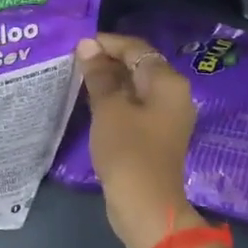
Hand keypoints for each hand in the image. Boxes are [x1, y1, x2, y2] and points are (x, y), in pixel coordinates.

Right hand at [75, 33, 194, 247]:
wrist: (146, 205)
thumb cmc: (128, 151)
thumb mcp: (108, 108)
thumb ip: (99, 74)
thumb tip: (88, 46)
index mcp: (167, 82)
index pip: (136, 48)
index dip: (106, 43)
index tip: (77, 45)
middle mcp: (173, 94)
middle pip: (139, 65)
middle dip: (107, 61)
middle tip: (74, 60)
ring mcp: (167, 116)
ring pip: (136, 87)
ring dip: (109, 81)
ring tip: (79, 78)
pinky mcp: (156, 135)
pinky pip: (135, 106)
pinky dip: (115, 100)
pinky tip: (92, 102)